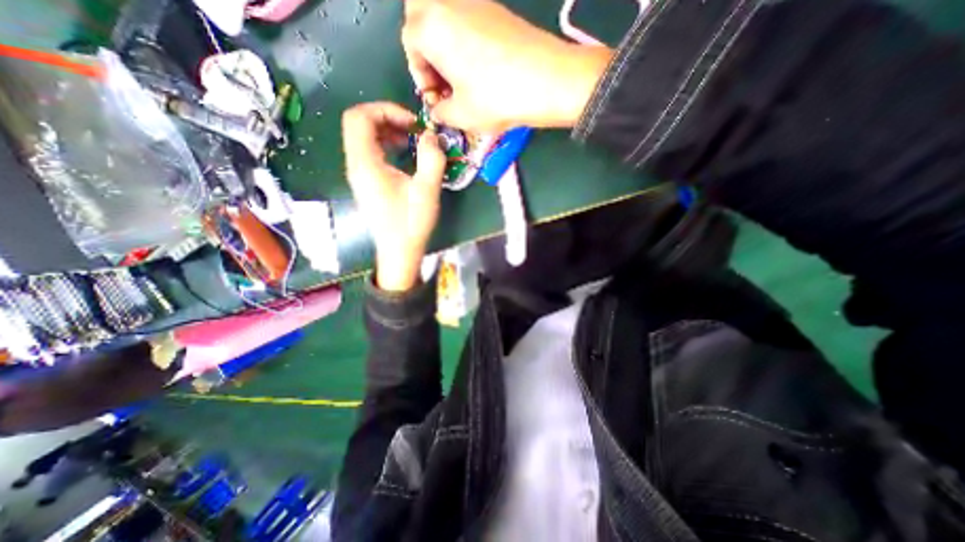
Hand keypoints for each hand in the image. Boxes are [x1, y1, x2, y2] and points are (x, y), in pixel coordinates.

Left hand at [341, 102, 445, 291]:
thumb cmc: (411, 224)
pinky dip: (386, 146)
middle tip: (414, 130)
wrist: (399, 252)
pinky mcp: (367, 183)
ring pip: (364, 138)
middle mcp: (356, 165)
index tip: (412, 123)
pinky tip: (405, 155)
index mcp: (365, 164)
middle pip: (359, 124)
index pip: (359, 117)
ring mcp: (359, 174)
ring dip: (388, 132)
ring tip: (412, 141)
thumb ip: (431, 158)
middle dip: (388, 119)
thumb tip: (432, 135)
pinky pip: (370, 153)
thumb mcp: (426, 190)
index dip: (385, 110)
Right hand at [404, 0, 612, 133]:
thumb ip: (441, 112)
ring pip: (446, 15)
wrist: (548, 81)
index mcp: (432, 26)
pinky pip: (468, 19)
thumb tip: (438, 109)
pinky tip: (480, 68)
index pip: (410, 43)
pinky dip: (465, 40)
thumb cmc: (496, 98)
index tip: (435, 97)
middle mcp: (450, 3)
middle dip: (425, 48)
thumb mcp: (461, 115)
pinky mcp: (497, 9)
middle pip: (422, 15)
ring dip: (445, 44)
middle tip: (441, 78)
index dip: (419, 74)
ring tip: (461, 78)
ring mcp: (476, 2)